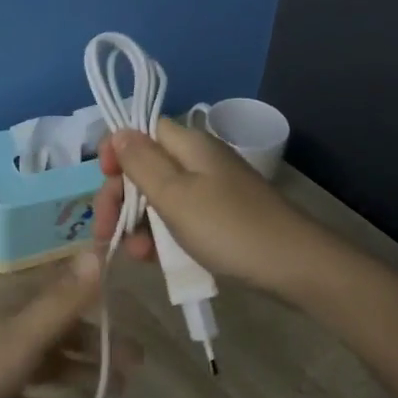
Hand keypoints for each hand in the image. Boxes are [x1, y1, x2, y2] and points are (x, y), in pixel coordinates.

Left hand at [0, 252, 141, 397]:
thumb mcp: (21, 338)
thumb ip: (62, 301)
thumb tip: (98, 251)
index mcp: (12, 309)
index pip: (64, 294)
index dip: (97, 301)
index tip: (132, 315)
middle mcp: (3, 332)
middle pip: (59, 332)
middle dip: (97, 345)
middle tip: (137, 366)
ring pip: (44, 365)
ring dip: (76, 373)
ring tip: (114, 391)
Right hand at [92, 119, 333, 296]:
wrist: (294, 266)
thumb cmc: (227, 227)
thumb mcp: (175, 195)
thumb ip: (141, 162)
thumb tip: (118, 131)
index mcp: (188, 144)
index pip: (141, 130)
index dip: (117, 150)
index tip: (104, 178)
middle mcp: (198, 160)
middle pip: (145, 166)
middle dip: (120, 196)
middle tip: (105, 230)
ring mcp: (211, 190)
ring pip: (159, 197)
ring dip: (138, 222)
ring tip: (134, 254)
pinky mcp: (220, 217)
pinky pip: (179, 218)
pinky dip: (162, 235)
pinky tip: (154, 259)